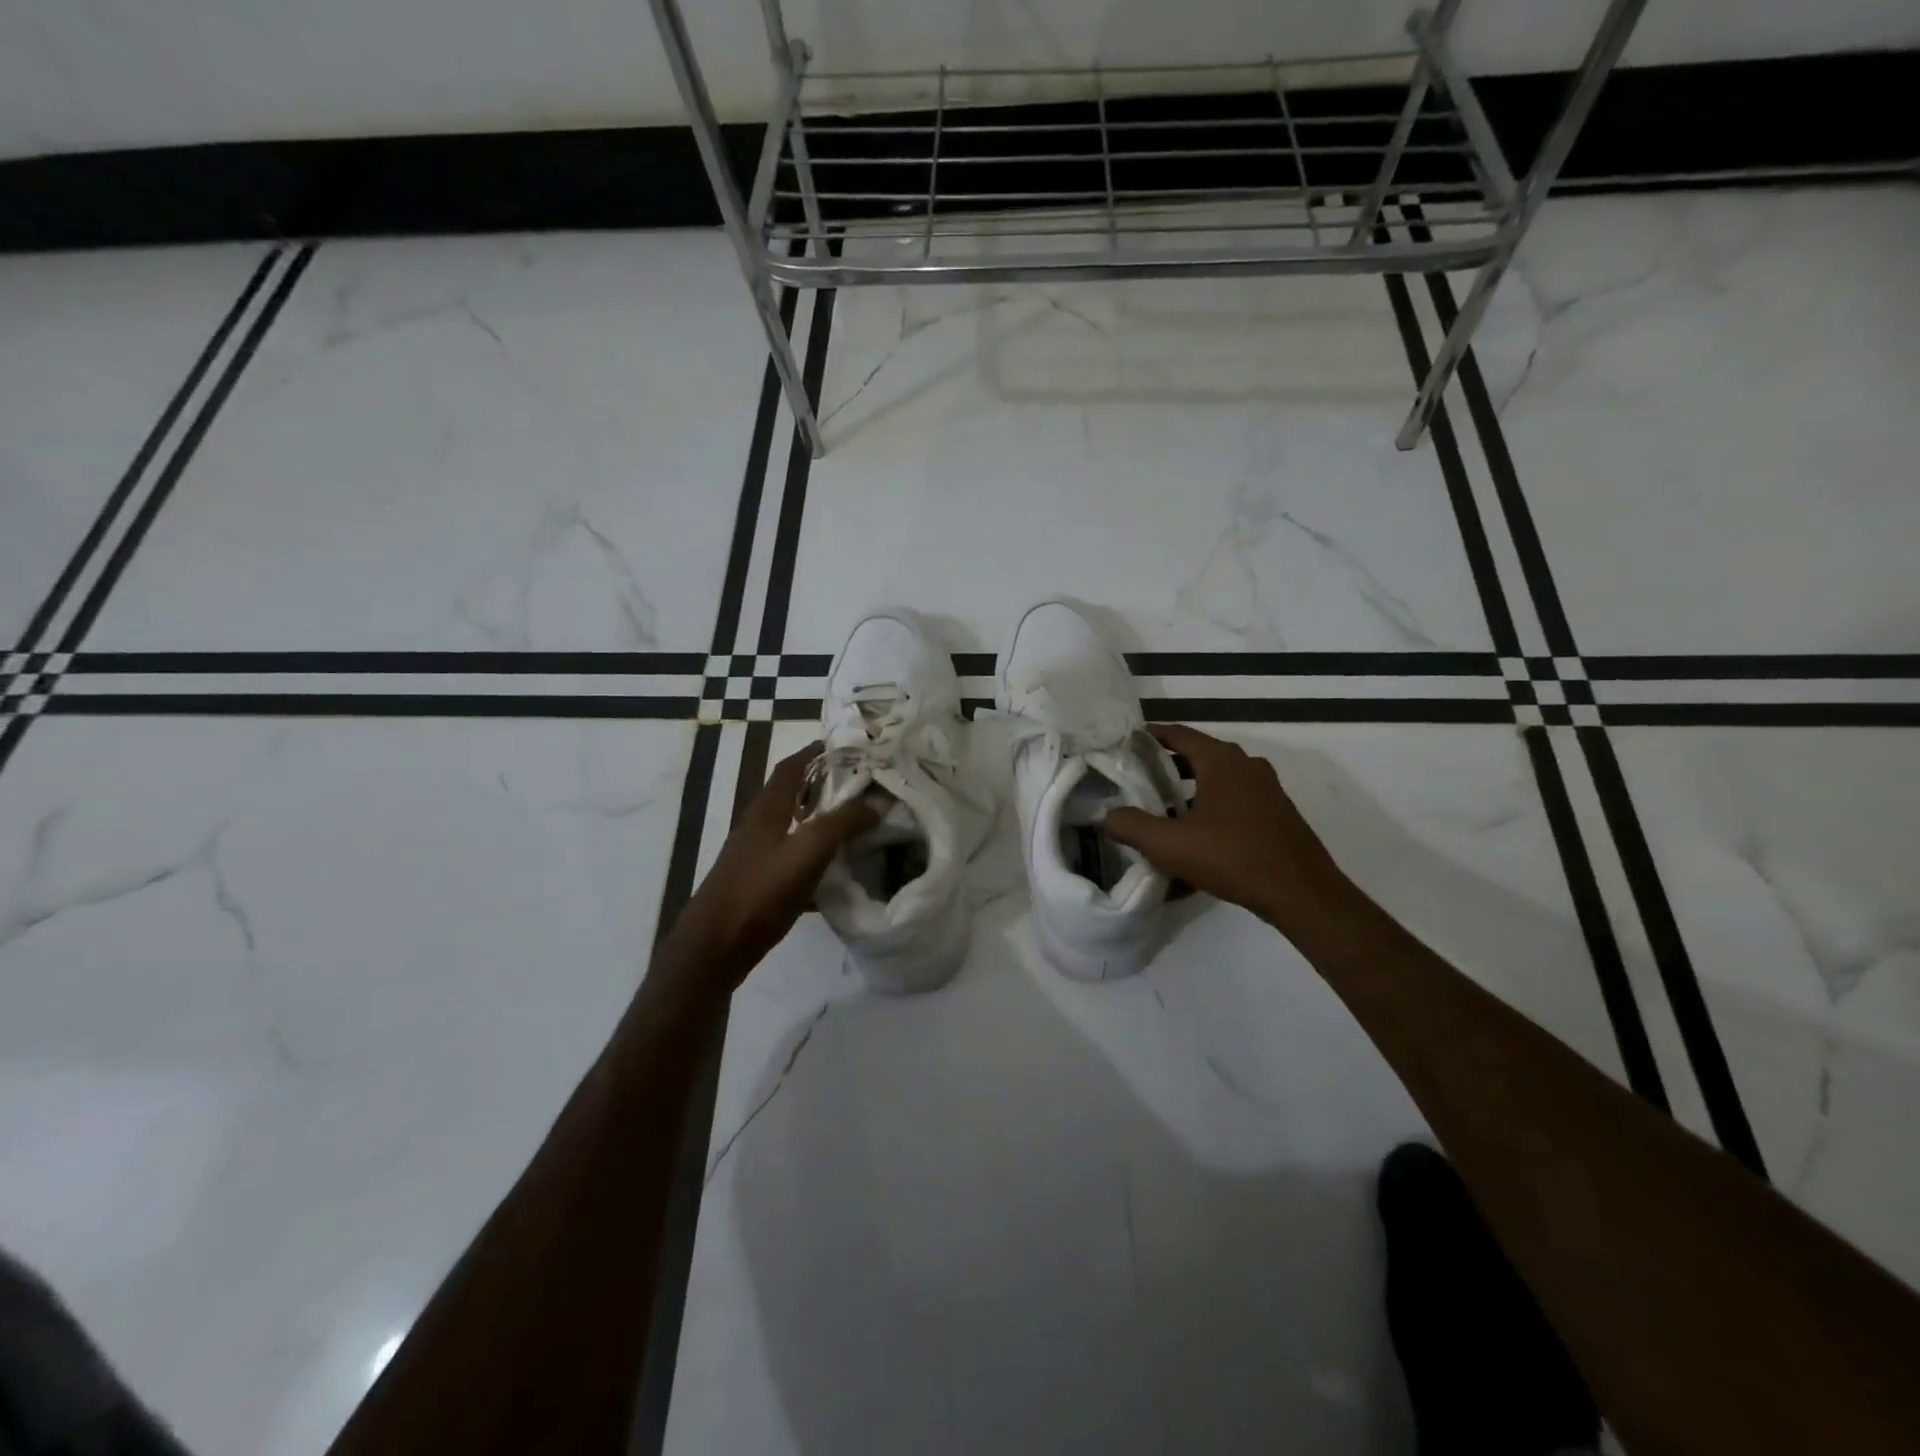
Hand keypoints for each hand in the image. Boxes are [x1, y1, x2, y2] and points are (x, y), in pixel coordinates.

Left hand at [665, 743, 876, 992]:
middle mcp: (760, 827)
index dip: (816, 752)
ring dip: (824, 823)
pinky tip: (841, 875)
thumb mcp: (808, 851)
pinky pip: (795, 863)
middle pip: (794, 796)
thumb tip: (877, 801)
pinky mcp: (761, 885)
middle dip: (826, 787)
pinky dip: (818, 861)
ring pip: (796, 830)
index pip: (792, 767)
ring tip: (860, 825)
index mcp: (767, 809)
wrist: (715, 948)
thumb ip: (843, 823)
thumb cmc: (759, 891)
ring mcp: (758, 857)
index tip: (849, 747)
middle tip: (864, 786)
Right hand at [1104, 723, 1353, 937]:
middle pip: (1196, 757)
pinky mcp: (1275, 816)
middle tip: (1134, 782)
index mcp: (1222, 760)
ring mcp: (1266, 791)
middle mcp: (1246, 766)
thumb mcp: (1169, 844)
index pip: (1178, 734)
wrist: (1301, 894)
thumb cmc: (1232, 857)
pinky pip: (1232, 805)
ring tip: (1159, 814)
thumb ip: (1130, 825)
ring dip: (1187, 794)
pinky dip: (1209, 813)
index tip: (1123, 746)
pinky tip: (1193, 842)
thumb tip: (1106, 815)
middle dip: (1164, 769)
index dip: (1148, 737)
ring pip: (1215, 783)